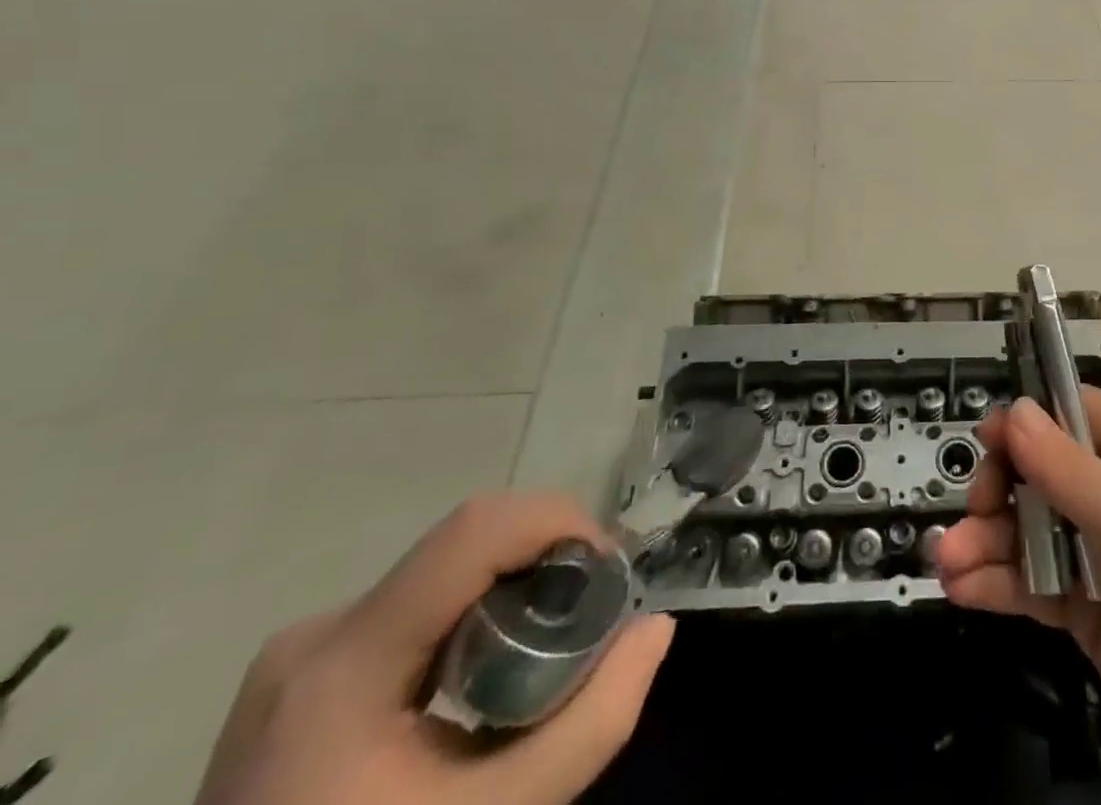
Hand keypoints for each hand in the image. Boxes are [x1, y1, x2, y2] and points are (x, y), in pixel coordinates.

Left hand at [195, 493, 674, 804]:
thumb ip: (590, 724)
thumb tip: (655, 627)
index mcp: (343, 665)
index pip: (474, 531)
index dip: (558, 521)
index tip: (606, 573)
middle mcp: (316, 636)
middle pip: (464, 550)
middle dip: (544, 565)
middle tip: (586, 623)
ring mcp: (298, 656)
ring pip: (444, 577)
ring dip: (511, 593)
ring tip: (540, 658)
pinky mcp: (298, 676)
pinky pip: (414, 609)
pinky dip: (471, 621)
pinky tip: (481, 681)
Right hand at [937, 393, 1100, 804]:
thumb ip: (1065, 467)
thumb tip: (1015, 409)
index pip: (1077, 414)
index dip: (1030, 421)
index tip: (986, 441)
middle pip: (1046, 474)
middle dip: (1001, 489)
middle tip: (974, 511)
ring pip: (1035, 533)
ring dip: (988, 542)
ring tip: (945, 561)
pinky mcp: (1094, 615)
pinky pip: (1038, 586)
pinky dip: (1001, 585)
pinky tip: (963, 589)